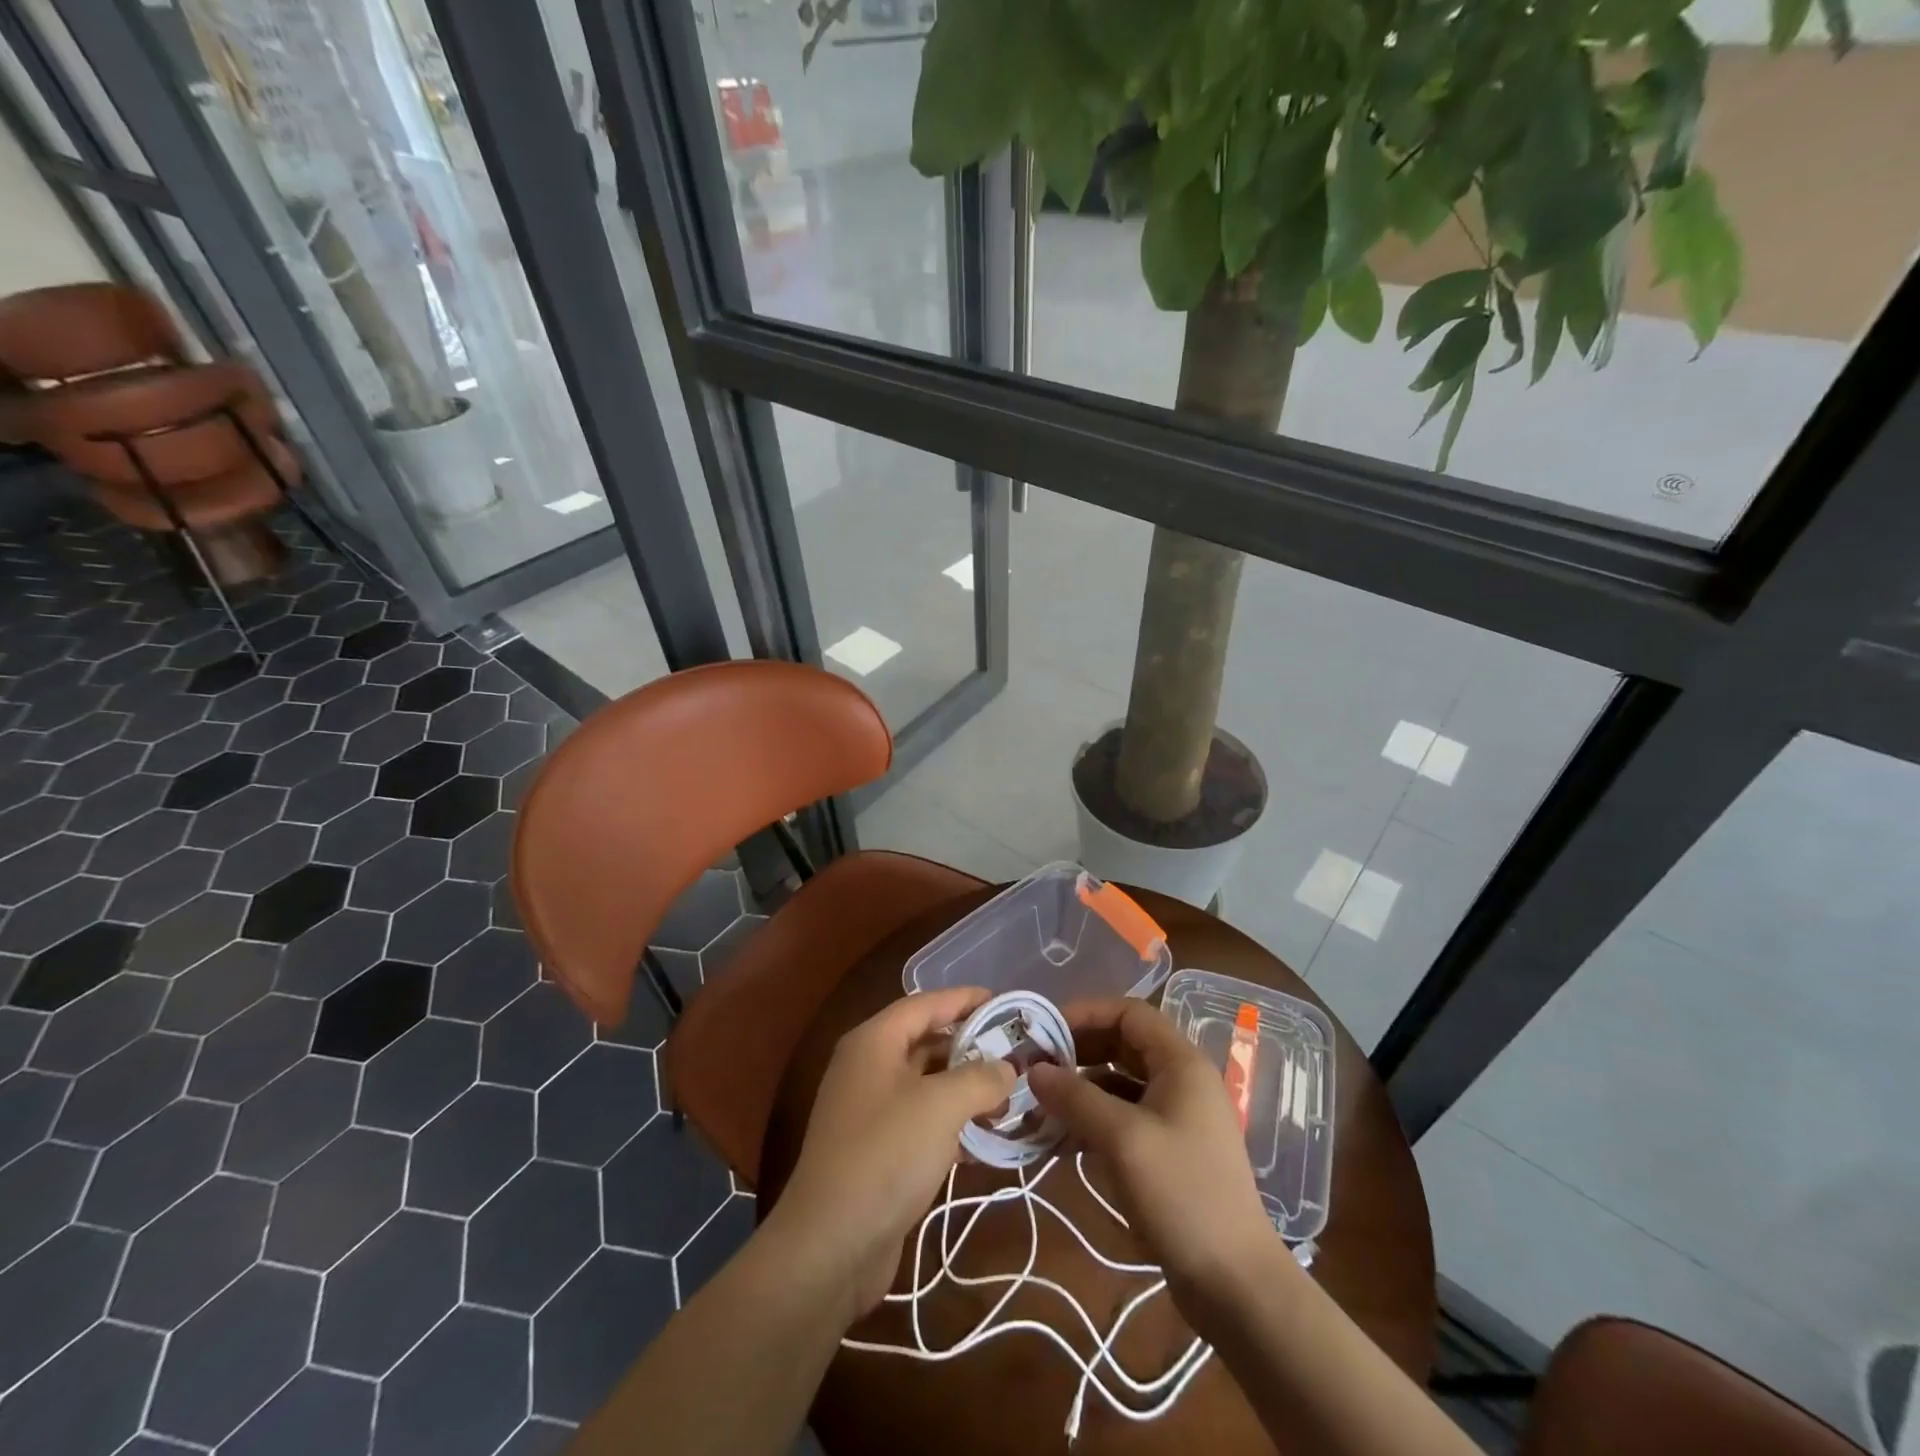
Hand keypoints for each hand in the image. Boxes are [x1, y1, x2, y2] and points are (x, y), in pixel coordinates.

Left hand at [767, 987, 1014, 1318]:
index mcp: (874, 1042)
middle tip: (1016, 1055)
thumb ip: (980, 1078)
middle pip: (926, 1043)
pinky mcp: (878, 1150)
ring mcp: (870, 1111)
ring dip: (965, 1089)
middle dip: (971, 1047)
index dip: (964, 999)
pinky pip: (922, 1121)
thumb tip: (1007, 1067)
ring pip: (926, 1085)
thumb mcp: (941, 1106)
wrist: (831, 1245)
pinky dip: (952, 1122)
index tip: (1005, 1003)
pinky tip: (985, 1138)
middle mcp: (868, 1068)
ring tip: (1010, 1097)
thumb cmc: (886, 1154)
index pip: (925, 1004)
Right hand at [1028, 997, 1280, 1306]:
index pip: (1129, 1013)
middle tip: (1035, 1065)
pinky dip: (1093, 1121)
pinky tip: (1060, 1139)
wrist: (1235, 1285)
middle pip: (1122, 1045)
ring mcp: (1176, 1118)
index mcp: (1181, 1063)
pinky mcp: (1168, 1152)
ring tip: (1039, 1102)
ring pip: (1119, 1084)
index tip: (1045, 1029)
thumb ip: (1076, 1097)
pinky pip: (1124, 1119)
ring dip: (1080, 1088)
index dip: (1086, 1012)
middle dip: (1078, 1051)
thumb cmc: (1182, 1195)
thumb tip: (1033, 1070)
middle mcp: (1181, 1081)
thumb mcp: (1122, 1139)